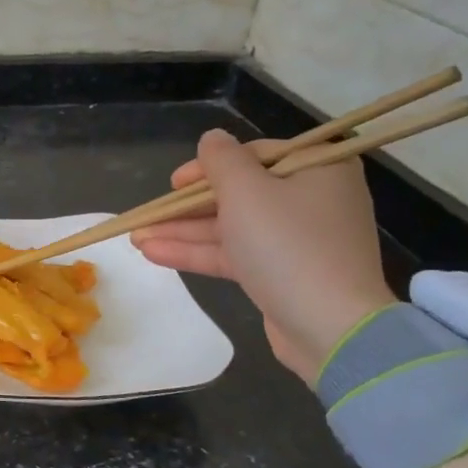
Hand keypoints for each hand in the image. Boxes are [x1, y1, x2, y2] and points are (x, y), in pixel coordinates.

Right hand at [131, 130, 395, 382]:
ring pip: (231, 226)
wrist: (331, 328)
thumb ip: (221, 160)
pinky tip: (154, 254)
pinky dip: (198, 252)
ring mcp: (297, 240)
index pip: (253, 155)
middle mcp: (311, 199)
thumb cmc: (288, 245)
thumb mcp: (246, 191)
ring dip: (184, 231)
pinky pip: (236, 254)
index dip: (207, 167)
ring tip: (136, 238)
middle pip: (238, 193)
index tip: (174, 183)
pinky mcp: (283, 274)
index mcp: (317, 168)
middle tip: (148, 214)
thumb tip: (212, 139)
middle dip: (186, 207)